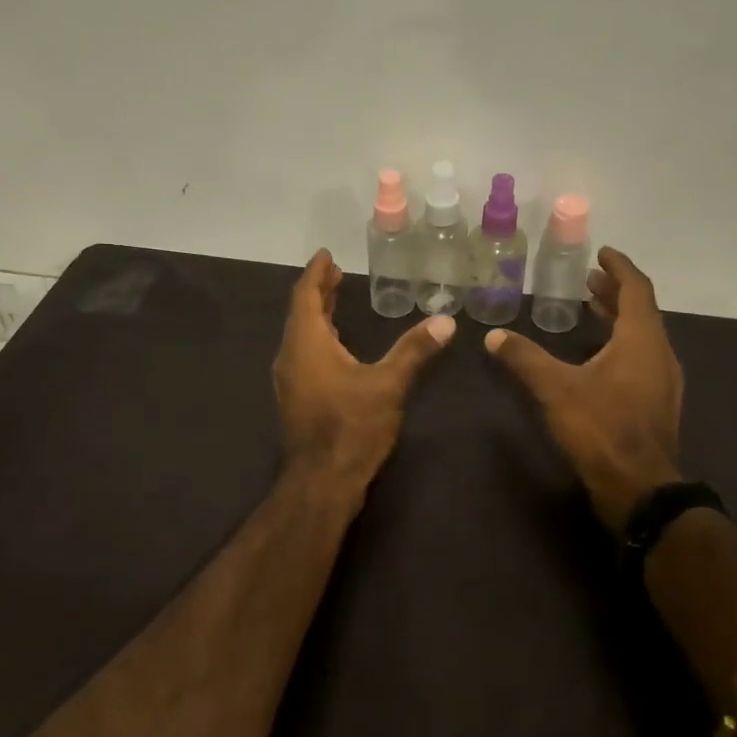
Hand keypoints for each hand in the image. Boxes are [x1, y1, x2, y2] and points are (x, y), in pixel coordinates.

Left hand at [274, 250, 454, 488]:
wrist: (321, 481)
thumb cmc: (351, 427)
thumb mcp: (388, 385)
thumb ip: (414, 350)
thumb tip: (445, 321)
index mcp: (306, 343)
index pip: (306, 295)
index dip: (316, 273)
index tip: (326, 254)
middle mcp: (291, 356)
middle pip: (302, 313)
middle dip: (319, 291)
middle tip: (336, 273)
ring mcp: (290, 380)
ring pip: (301, 335)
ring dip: (318, 316)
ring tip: (337, 301)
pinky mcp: (298, 398)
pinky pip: (304, 354)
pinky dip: (319, 338)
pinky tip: (337, 348)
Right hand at [485, 248, 684, 532]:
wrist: (640, 489)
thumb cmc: (601, 428)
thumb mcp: (556, 389)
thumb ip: (524, 358)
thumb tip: (493, 336)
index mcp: (641, 339)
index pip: (636, 289)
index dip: (619, 267)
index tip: (602, 253)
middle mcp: (660, 354)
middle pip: (641, 311)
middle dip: (615, 292)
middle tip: (588, 280)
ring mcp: (663, 381)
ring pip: (643, 336)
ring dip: (619, 319)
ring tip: (591, 310)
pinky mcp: (658, 404)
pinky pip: (642, 358)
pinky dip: (622, 344)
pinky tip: (598, 358)